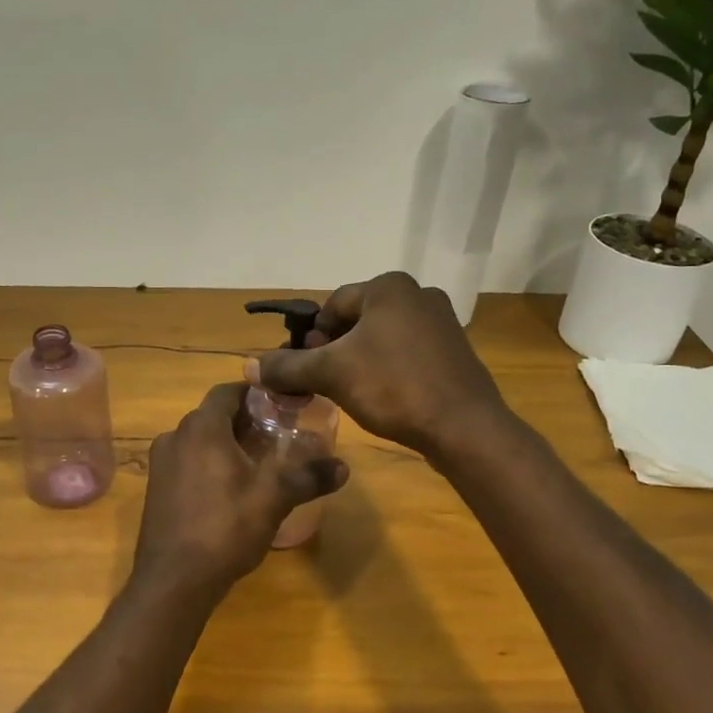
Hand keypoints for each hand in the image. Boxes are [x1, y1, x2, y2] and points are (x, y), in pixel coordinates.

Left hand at [133, 382, 349, 591]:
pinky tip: (230, 491)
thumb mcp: (274, 498)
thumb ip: (308, 477)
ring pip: (198, 442)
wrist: (174, 580)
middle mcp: (175, 437)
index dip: (254, 393)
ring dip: (226, 446)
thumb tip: (343, 467)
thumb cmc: (225, 527)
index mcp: (201, 428)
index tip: (280, 403)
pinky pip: (186, 464)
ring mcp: (161, 466)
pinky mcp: (156, 491)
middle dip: (244, 422)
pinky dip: (208, 466)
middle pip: (212, 417)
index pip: (227, 391)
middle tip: (276, 435)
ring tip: (258, 464)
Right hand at [249, 272, 506, 457]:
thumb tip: (248, 366)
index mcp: (389, 287)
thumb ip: (288, 367)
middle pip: (357, 320)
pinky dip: (388, 369)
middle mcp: (418, 294)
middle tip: (325, 383)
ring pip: (382, 338)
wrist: (463, 426)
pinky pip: (407, 353)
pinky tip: (384, 397)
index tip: (306, 369)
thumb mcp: (331, 374)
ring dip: (360, 360)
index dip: (312, 338)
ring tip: (352, 392)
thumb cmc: (393, 387)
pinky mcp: (454, 350)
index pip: (332, 305)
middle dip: (335, 349)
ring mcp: (441, 322)